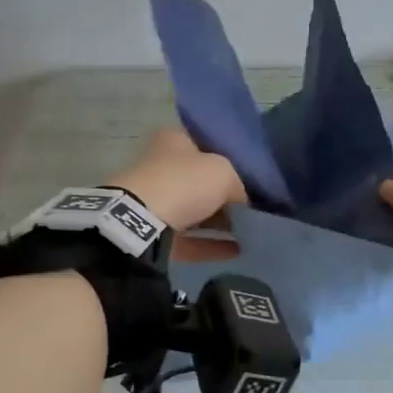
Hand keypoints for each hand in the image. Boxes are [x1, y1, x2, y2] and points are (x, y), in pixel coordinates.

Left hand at [108, 128, 244, 261]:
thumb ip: (238, 185)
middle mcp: (160, 167)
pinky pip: (188, 239)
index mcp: (173, 141)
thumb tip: (243, 203)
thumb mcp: (224, 173)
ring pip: (193, 211)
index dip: (227, 159)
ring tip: (248, 233)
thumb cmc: (184, 183)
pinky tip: (238, 251)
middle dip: (223, 196)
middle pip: (198, 181)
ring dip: (219, 223)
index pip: (204, 144)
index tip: (248, 176)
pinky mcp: (152, 233)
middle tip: (251, 209)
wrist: (141, 222)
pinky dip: (211, 245)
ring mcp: (154, 202)